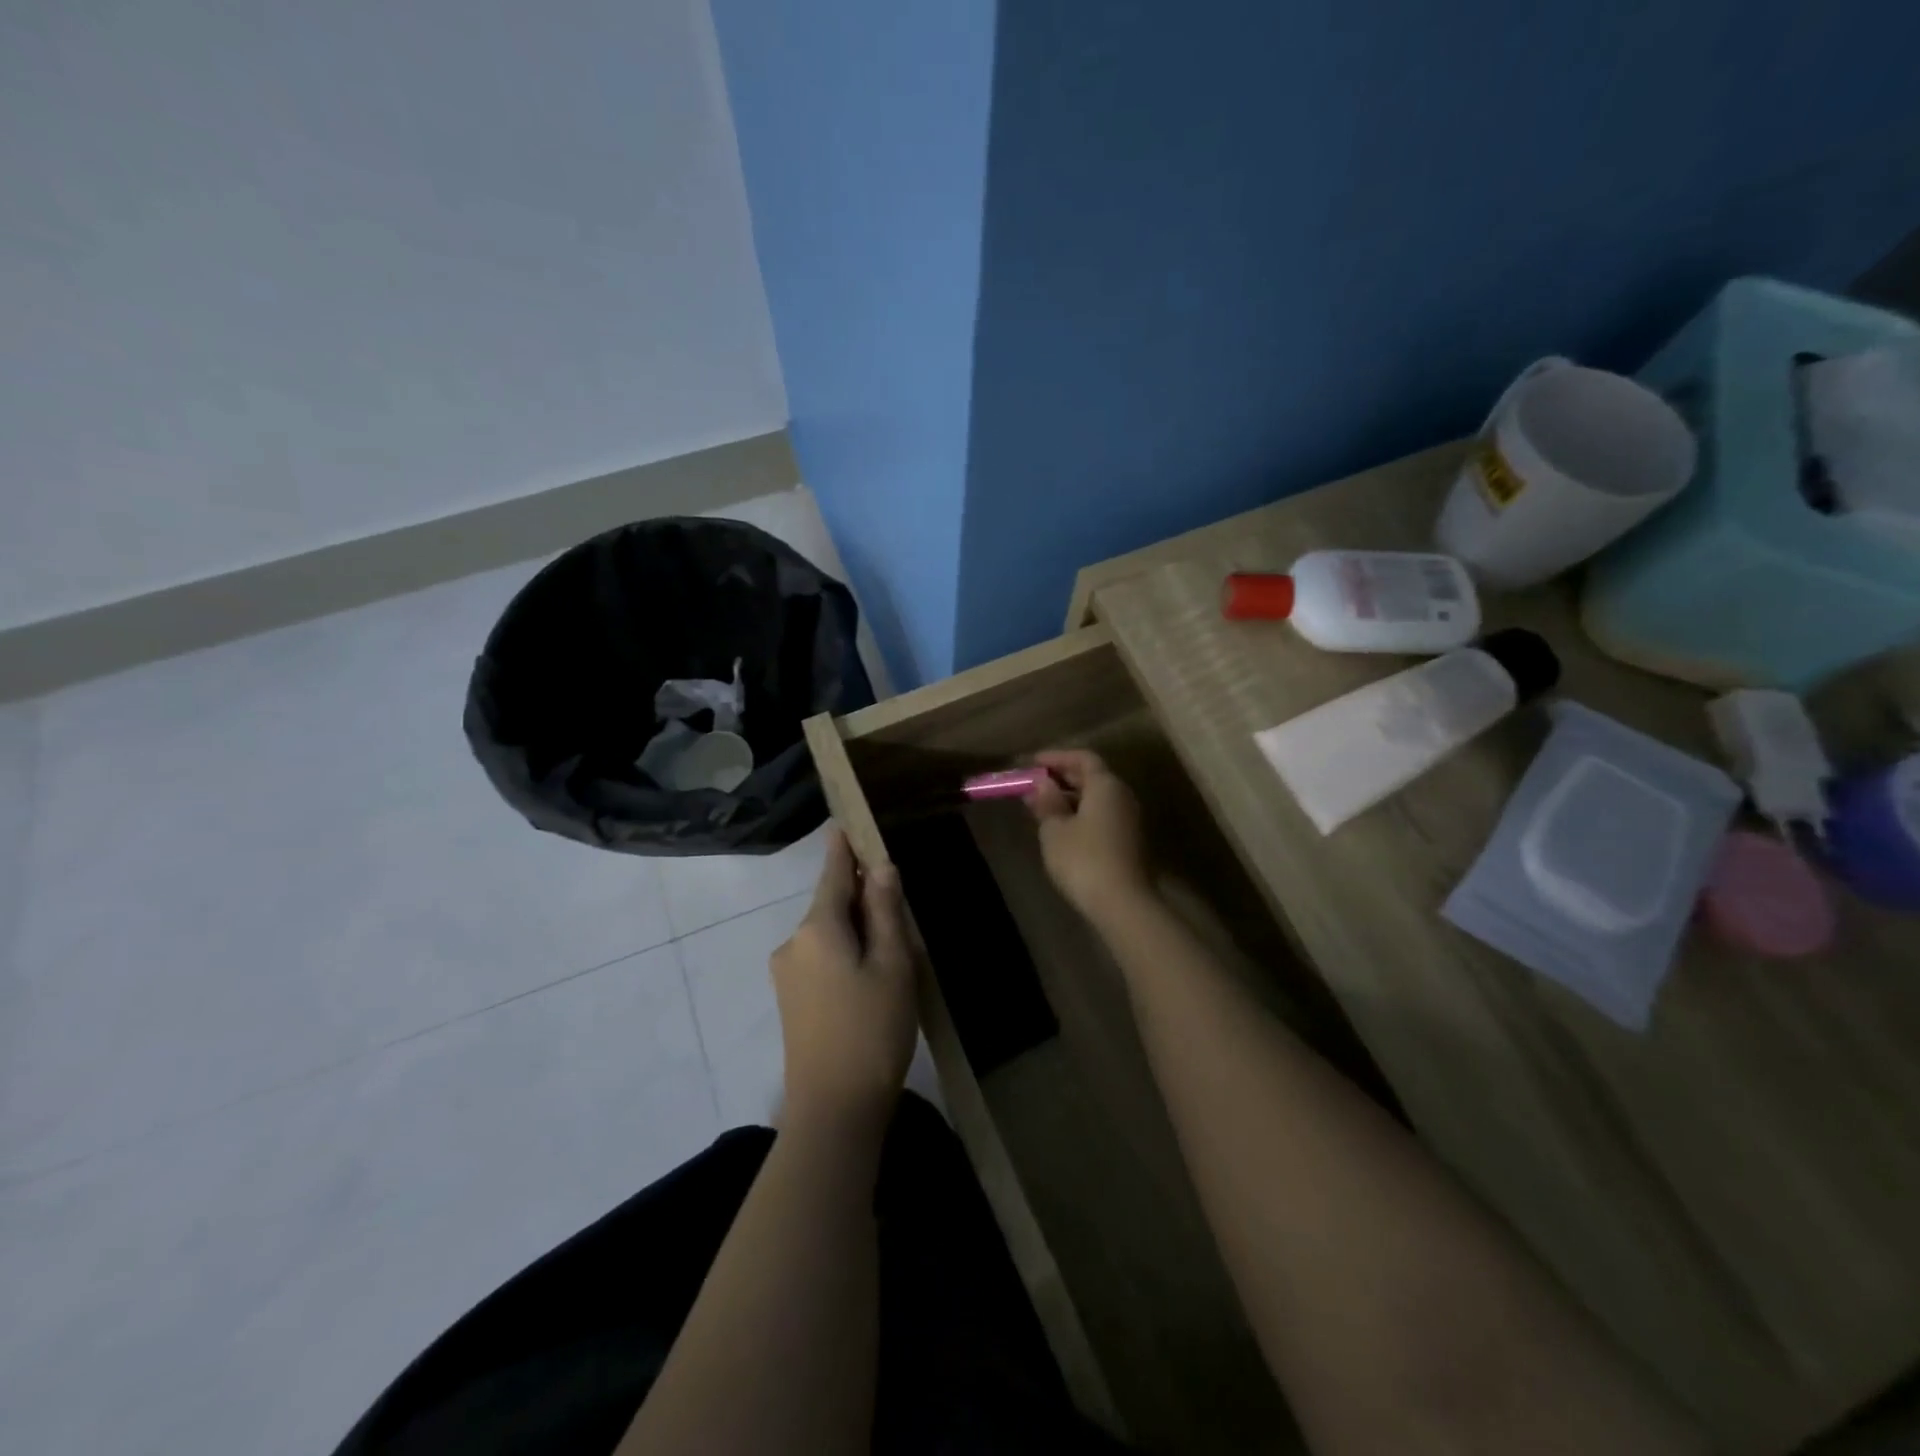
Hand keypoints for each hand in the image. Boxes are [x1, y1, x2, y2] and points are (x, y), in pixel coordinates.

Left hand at [770, 828, 917, 1131]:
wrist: (833, 1110)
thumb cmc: (872, 1030)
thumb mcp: (892, 966)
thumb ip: (885, 912)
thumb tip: (881, 867)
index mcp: (818, 927)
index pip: (833, 872)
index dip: (844, 847)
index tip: (847, 821)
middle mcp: (793, 942)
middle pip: (831, 904)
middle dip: (863, 899)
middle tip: (901, 912)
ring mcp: (787, 973)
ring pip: (828, 934)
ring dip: (857, 931)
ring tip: (894, 955)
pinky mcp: (790, 1000)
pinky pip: (821, 958)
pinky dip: (845, 954)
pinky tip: (870, 981)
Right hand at [1027, 749, 1149, 921]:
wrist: (1123, 904)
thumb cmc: (1083, 860)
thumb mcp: (1055, 830)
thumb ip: (1048, 803)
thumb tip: (1043, 784)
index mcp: (1106, 785)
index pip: (1083, 758)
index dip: (1057, 757)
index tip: (1032, 763)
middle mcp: (1122, 796)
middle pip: (1093, 776)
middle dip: (1062, 777)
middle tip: (1034, 784)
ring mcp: (1129, 820)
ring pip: (1098, 798)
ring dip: (1071, 798)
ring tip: (1043, 807)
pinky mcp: (1129, 841)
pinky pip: (1102, 816)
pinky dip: (1081, 814)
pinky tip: (1062, 828)